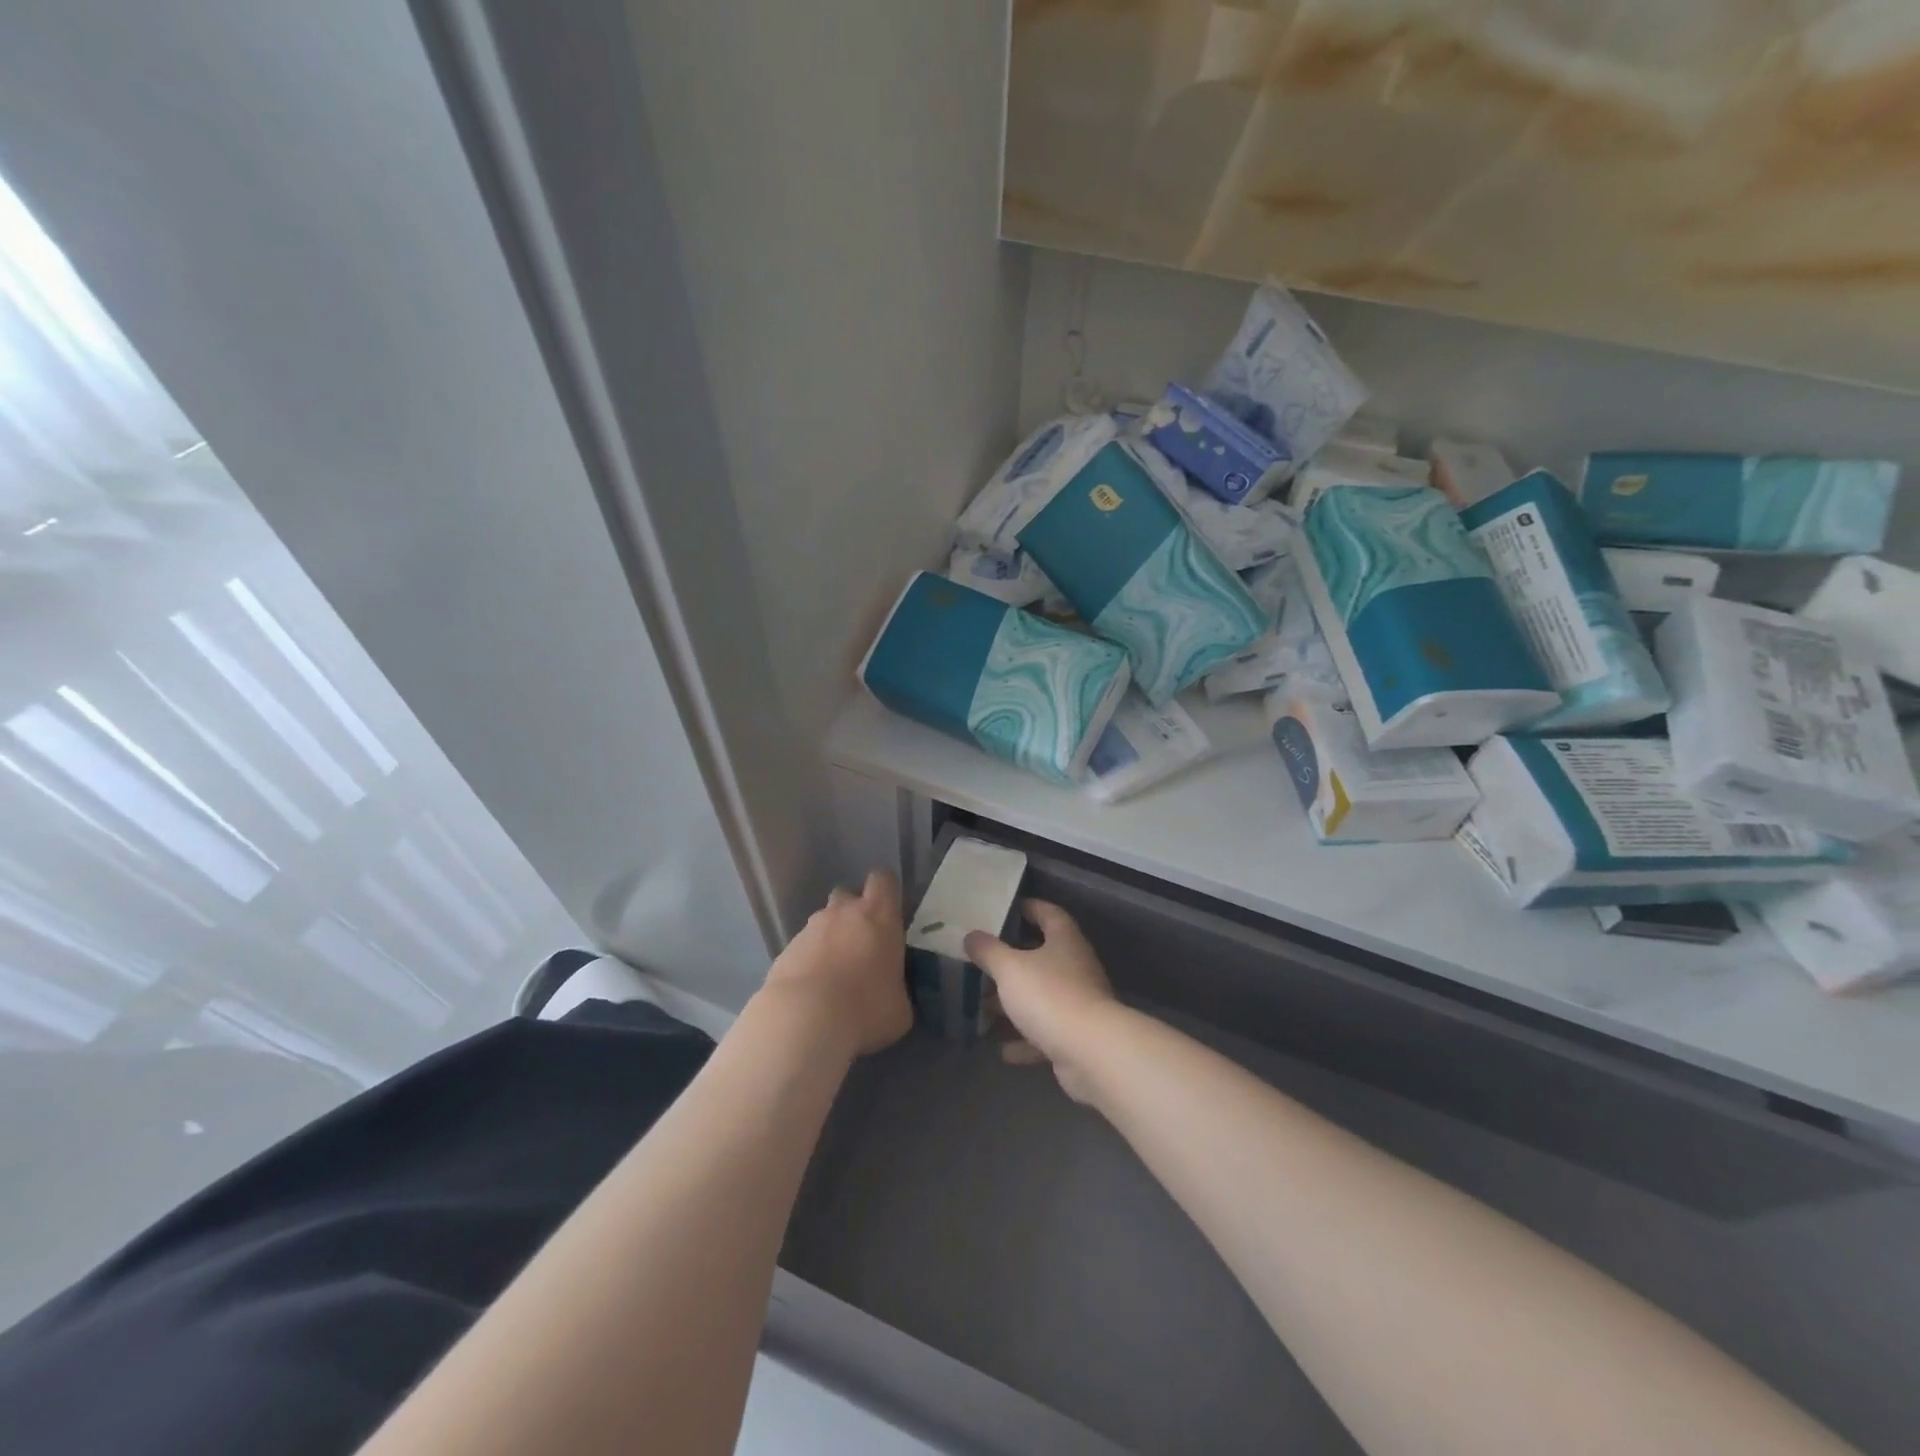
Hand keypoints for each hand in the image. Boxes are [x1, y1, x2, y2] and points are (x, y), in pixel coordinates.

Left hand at [765, 871, 911, 1057]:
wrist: (804, 1019)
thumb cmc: (866, 1007)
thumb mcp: (900, 1006)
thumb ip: (897, 989)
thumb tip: (891, 994)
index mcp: (879, 916)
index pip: (883, 880)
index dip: (885, 892)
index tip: (888, 912)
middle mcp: (843, 913)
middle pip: (848, 894)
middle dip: (853, 912)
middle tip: (861, 943)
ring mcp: (810, 929)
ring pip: (822, 921)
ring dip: (829, 939)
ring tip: (834, 974)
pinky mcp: (785, 950)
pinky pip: (802, 947)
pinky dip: (808, 961)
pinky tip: (812, 991)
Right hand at [965, 901, 1123, 1102]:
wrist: (1091, 1053)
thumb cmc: (1049, 995)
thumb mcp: (1010, 968)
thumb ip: (989, 951)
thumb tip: (971, 935)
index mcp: (1065, 941)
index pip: (1050, 914)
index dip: (1031, 908)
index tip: (1009, 909)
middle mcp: (1076, 967)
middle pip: (1044, 957)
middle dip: (1013, 961)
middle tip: (984, 962)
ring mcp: (1079, 1003)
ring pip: (1042, 997)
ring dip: (1016, 1003)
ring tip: (985, 1008)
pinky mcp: (1076, 1037)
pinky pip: (1046, 1033)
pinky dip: (1026, 1040)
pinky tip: (1003, 1050)